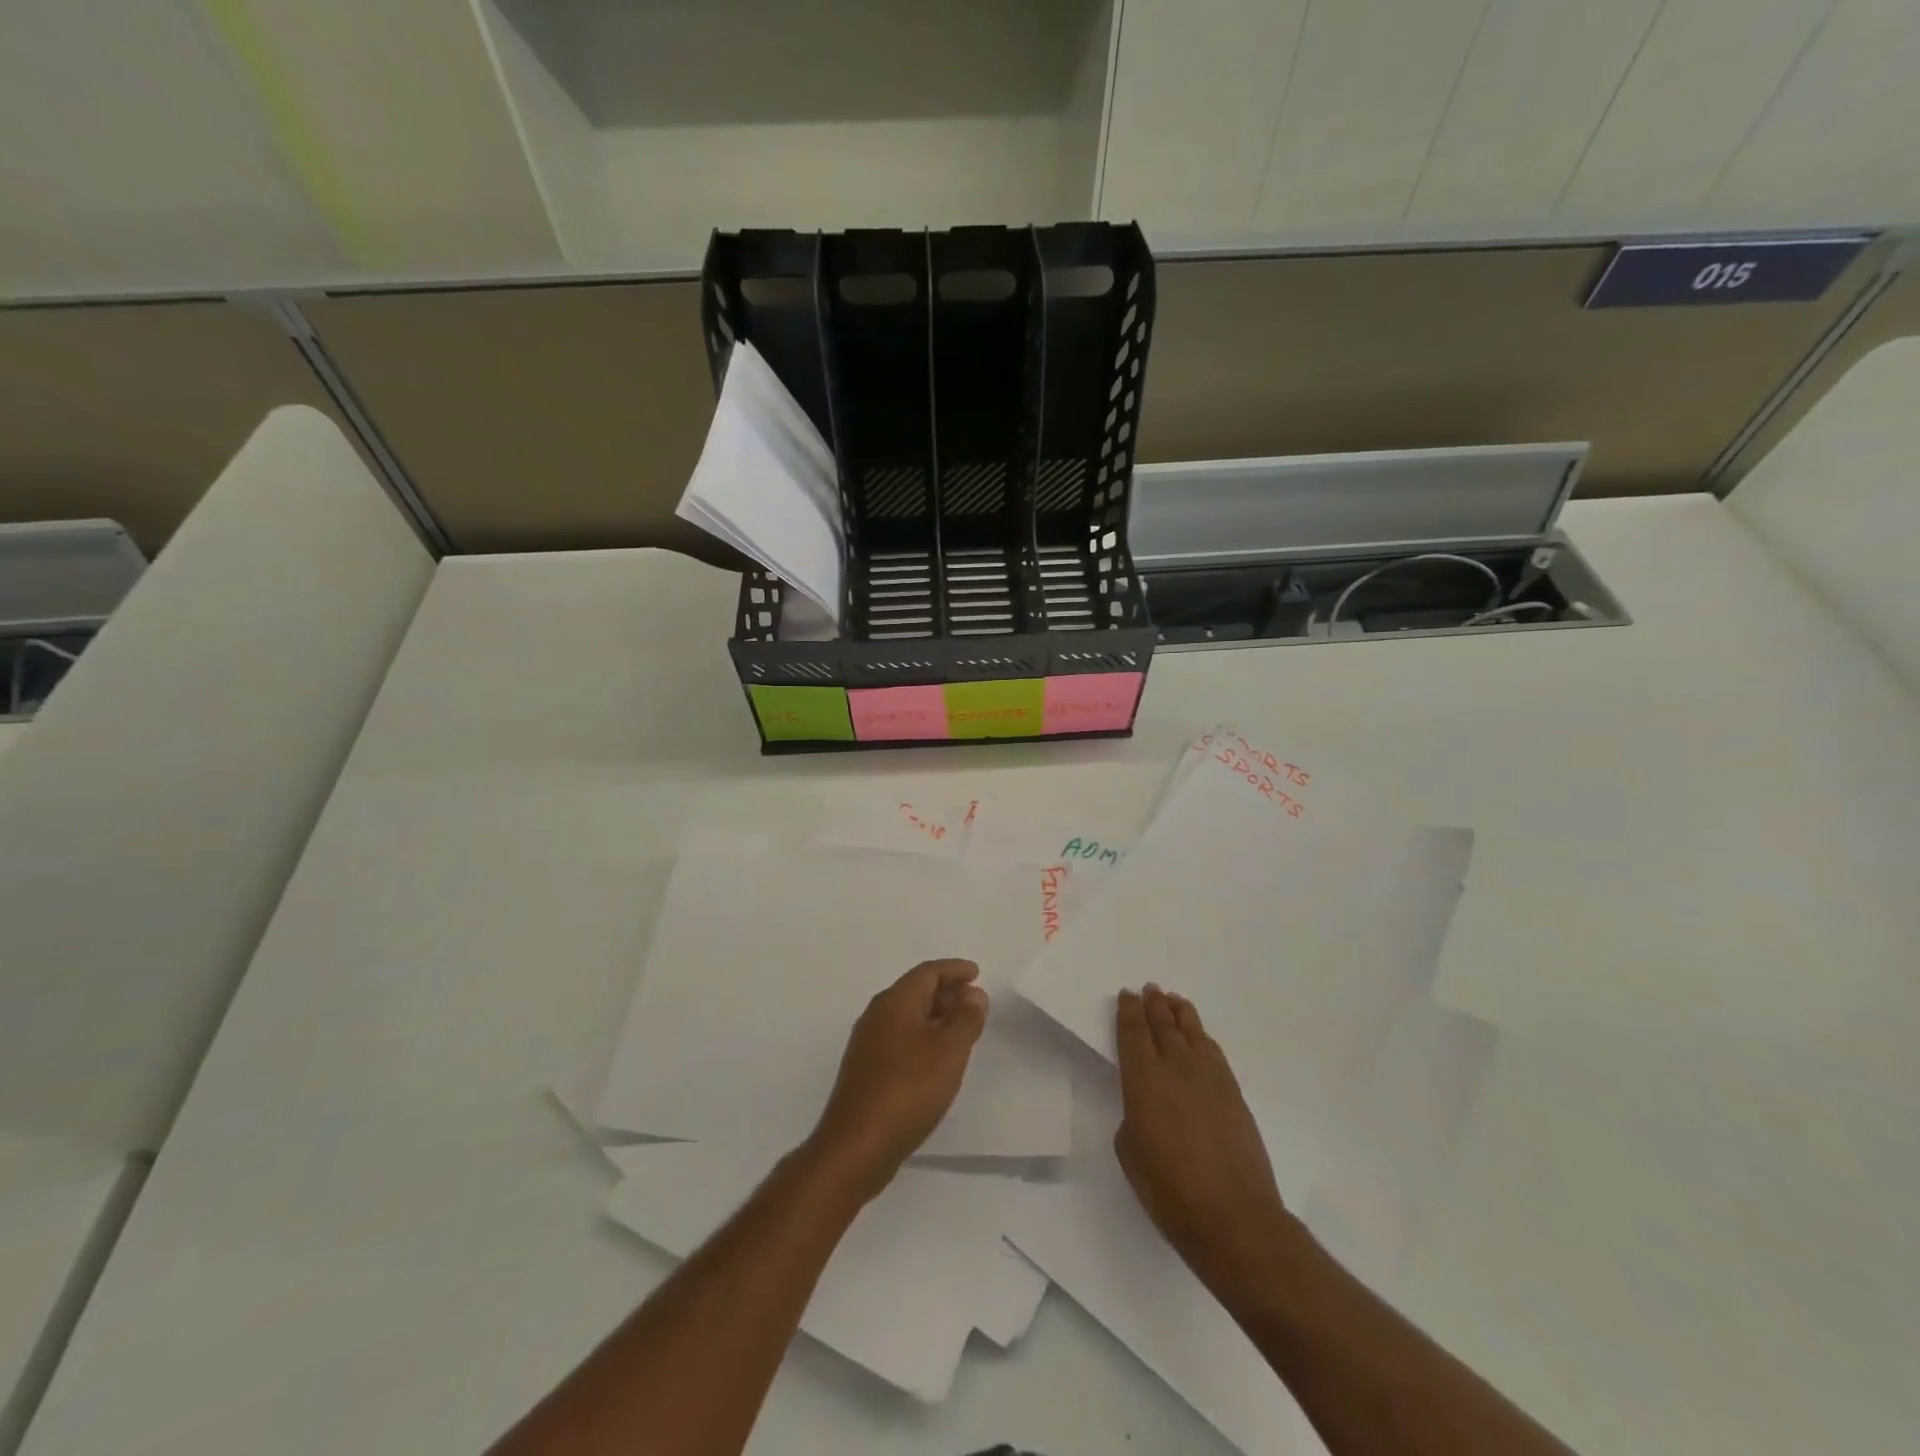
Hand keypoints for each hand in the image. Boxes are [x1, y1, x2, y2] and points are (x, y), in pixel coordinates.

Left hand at [808, 959, 988, 1199]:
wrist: (856, 1146)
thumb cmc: (908, 1090)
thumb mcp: (949, 1051)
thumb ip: (966, 1019)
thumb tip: (973, 994)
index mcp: (894, 1002)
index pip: (928, 972)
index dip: (954, 969)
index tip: (976, 973)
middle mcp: (877, 1015)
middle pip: (915, 991)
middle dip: (946, 992)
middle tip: (974, 1003)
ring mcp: (867, 1043)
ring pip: (907, 1016)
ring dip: (935, 1016)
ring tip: (961, 1030)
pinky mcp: (865, 1070)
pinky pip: (899, 1038)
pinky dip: (922, 1037)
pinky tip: (936, 1059)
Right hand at [1114, 984, 1289, 1287]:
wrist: (1234, 1219)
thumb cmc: (1170, 1192)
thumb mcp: (1131, 1155)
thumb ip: (1134, 1118)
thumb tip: (1146, 1107)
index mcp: (1144, 1081)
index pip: (1133, 1034)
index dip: (1129, 1012)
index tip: (1126, 996)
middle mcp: (1176, 1069)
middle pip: (1163, 1025)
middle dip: (1154, 1005)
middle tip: (1149, 989)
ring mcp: (1210, 1079)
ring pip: (1192, 1032)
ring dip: (1180, 1013)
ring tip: (1174, 1000)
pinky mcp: (1234, 1093)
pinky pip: (1214, 1052)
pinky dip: (1202, 1037)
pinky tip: (1200, 1037)